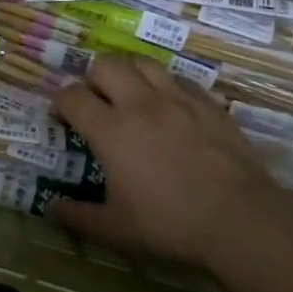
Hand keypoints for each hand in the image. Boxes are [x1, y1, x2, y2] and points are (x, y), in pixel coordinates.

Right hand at [51, 58, 292, 285]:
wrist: (240, 218)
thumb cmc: (170, 223)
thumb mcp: (116, 229)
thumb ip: (78, 216)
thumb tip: (52, 208)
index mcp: (110, 130)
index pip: (72, 96)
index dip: (60, 104)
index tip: (62, 120)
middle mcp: (140, 103)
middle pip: (105, 65)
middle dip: (92, 80)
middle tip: (96, 104)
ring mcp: (177, 98)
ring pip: (142, 63)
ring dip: (128, 74)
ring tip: (131, 97)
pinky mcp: (208, 103)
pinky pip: (179, 78)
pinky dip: (165, 86)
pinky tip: (169, 108)